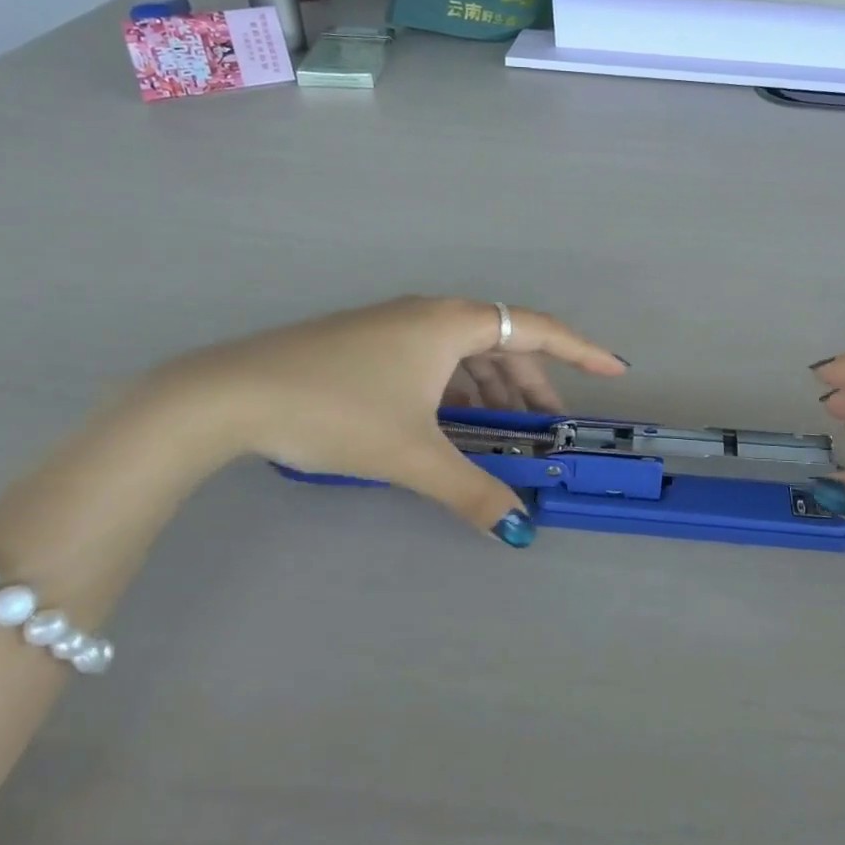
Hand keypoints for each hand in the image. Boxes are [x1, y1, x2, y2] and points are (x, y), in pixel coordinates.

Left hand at [149, 297, 625, 546]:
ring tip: (501, 432)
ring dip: (491, 390)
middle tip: (546, 426)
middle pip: (501, 343)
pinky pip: (434, 361)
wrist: (229, 395)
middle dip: (530, 384)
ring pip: (464, 354)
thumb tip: (519, 530)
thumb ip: (471, 491)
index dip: (580, 352)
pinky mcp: (368, 344)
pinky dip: (455, 390)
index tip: (615, 370)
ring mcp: (395, 326)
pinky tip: (449, 424)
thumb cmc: (335, 410)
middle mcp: (429, 314)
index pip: (536, 330)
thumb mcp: (411, 454)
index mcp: (451, 323)